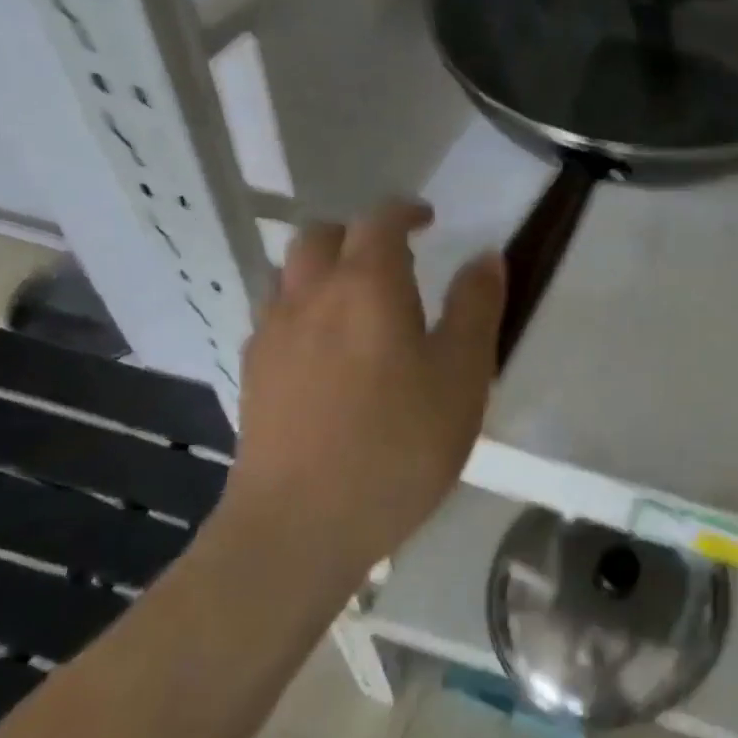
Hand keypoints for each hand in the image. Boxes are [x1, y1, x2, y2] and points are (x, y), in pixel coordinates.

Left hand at [228, 201, 505, 583]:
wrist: (299, 527)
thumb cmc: (398, 444)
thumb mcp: (463, 375)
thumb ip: (476, 307)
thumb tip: (485, 256)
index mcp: (367, 285)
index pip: (380, 220)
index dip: (405, 210)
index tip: (429, 219)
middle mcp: (310, 295)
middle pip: (322, 236)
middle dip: (359, 233)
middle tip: (395, 257)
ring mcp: (272, 335)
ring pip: (291, 273)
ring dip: (325, 267)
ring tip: (360, 299)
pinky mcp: (252, 375)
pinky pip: (276, 315)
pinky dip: (304, 307)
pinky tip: (327, 349)